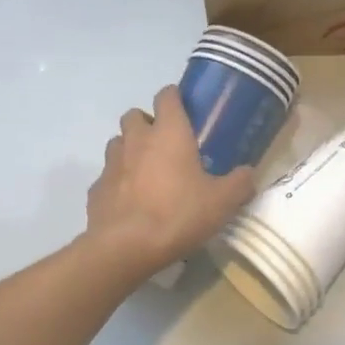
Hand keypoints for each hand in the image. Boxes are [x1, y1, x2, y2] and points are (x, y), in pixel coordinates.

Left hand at [84, 86, 255, 281]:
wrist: (125, 248)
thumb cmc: (178, 214)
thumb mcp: (222, 202)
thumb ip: (239, 183)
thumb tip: (249, 173)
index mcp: (169, 133)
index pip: (167, 96)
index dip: (174, 97)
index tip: (185, 108)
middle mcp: (137, 140)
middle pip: (134, 115)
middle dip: (147, 122)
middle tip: (166, 143)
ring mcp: (112, 164)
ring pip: (117, 143)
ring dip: (130, 149)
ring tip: (147, 170)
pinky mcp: (96, 190)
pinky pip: (107, 176)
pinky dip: (118, 182)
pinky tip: (130, 201)